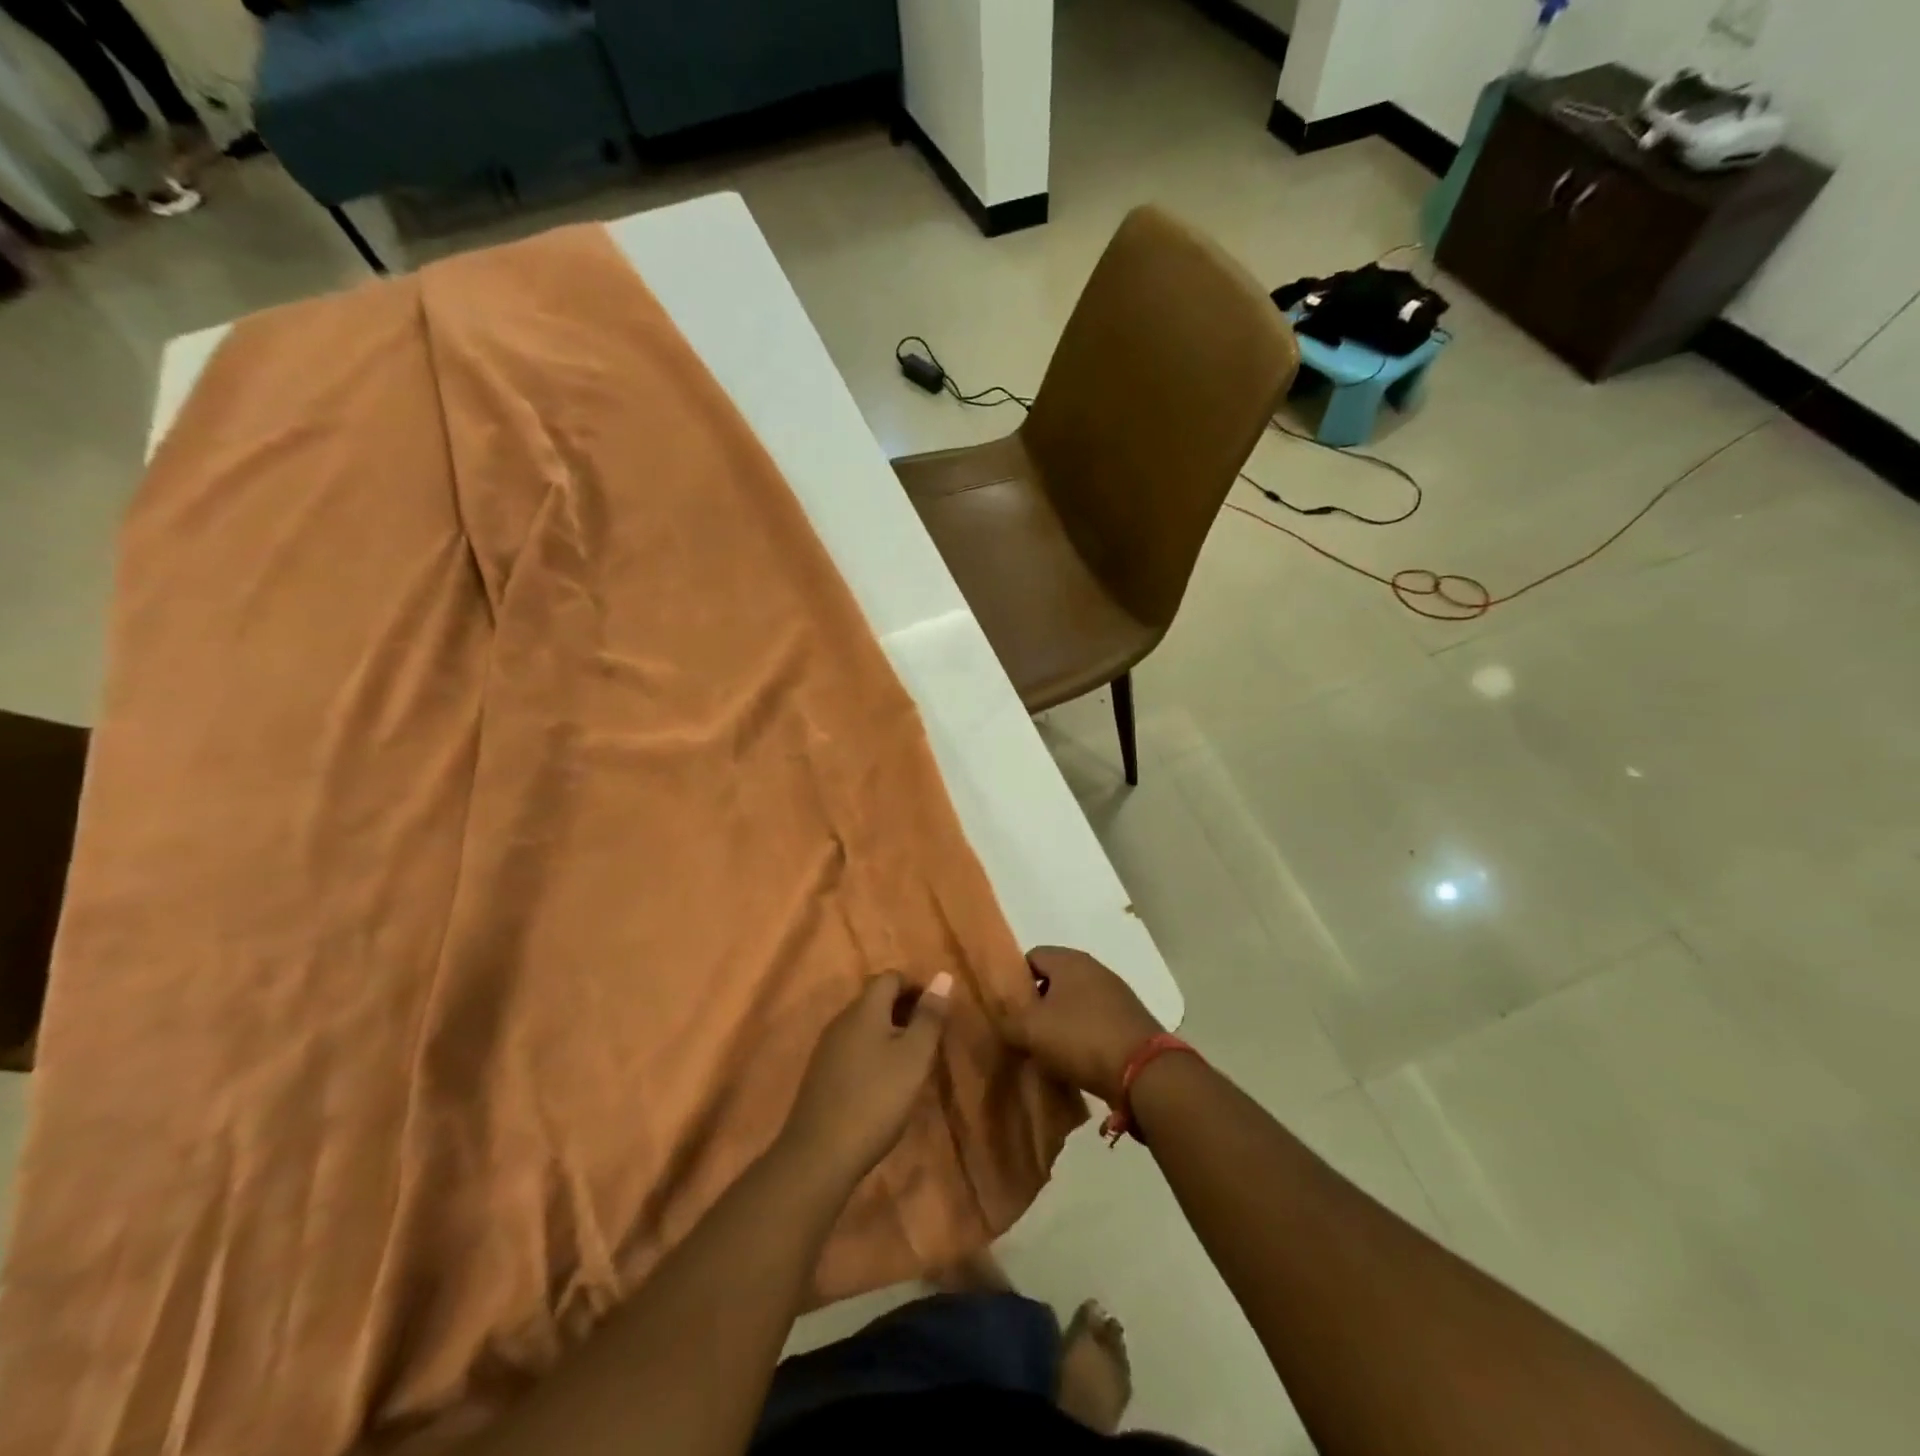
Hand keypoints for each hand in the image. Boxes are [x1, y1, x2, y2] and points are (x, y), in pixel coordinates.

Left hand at [781, 972, 952, 1190]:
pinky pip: (853, 1047)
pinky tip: (884, 1081)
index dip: (916, 986)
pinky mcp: (820, 1074)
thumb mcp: (914, 1056)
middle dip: (904, 1008)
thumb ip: (930, 1016)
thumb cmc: (876, 1099)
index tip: (937, 1010)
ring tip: (912, 1059)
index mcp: (864, 1009)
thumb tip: (943, 975)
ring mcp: (827, 1048)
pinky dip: (873, 1051)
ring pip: (864, 1024)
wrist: (819, 1154)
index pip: (891, 978)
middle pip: (875, 999)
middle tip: (929, 1035)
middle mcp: (842, 1020)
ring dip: (889, 1031)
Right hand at [1003, 947, 1164, 1106]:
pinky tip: (1076, 1059)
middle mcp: (1094, 968)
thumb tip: (998, 1015)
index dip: (1015, 981)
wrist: (1144, 1071)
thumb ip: (1006, 1018)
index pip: (1031, 957)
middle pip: (1054, 979)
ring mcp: (1116, 993)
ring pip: (1074, 1001)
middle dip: (1037, 1003)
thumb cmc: (1081, 1039)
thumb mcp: (1031, 1030)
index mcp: (1069, 960)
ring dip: (1060, 1021)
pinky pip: (1094, 1020)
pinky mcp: (1129, 1018)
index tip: (1008, 1009)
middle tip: (1024, 1031)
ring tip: (1048, 1050)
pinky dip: (1082, 1034)